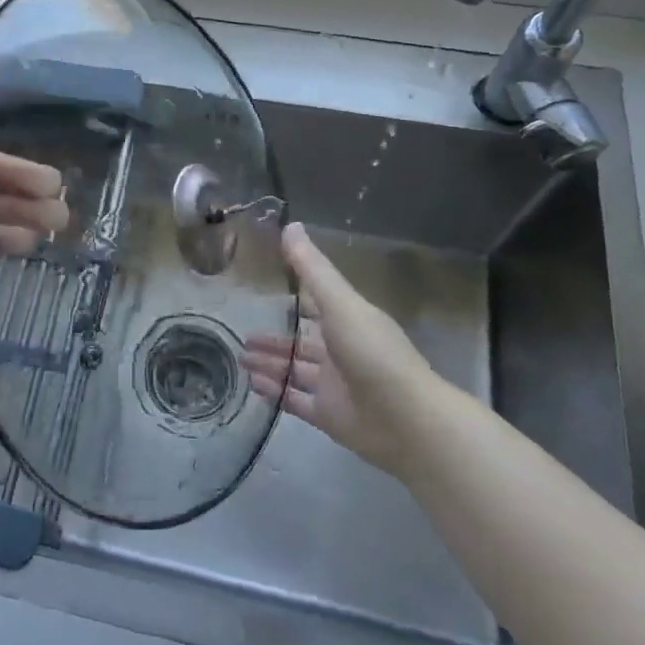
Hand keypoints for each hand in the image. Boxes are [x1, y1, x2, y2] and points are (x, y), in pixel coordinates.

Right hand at [240, 222, 440, 479]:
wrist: (406, 420)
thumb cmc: (372, 352)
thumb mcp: (339, 303)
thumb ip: (311, 268)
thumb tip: (290, 224)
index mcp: (347, 320)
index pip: (316, 304)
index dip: (293, 294)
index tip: (264, 285)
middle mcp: (340, 350)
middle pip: (300, 340)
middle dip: (274, 337)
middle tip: (242, 334)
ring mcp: (334, 385)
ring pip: (294, 369)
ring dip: (269, 363)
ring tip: (239, 357)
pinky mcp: (328, 415)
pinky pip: (294, 399)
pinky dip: (274, 391)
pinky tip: (251, 384)